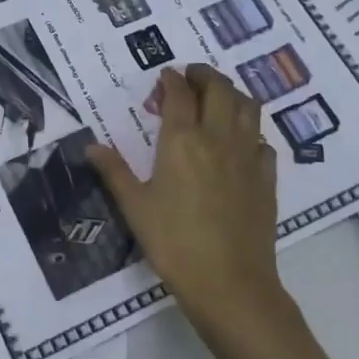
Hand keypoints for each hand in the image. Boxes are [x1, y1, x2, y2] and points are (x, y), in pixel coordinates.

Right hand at [87, 65, 280, 328]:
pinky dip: (251, 130)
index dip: (171, 79)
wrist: (230, 283)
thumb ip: (114, 171)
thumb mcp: (135, 207)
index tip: (165, 75)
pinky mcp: (267, 178)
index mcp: (182, 140)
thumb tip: (91, 146)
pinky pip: (262, 139)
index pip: (179, 94)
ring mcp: (247, 156)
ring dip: (233, 93)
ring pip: (248, 106)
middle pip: (219, 89)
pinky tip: (240, 142)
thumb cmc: (174, 243)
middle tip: (192, 76)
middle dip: (205, 75)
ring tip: (218, 97)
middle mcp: (218, 138)